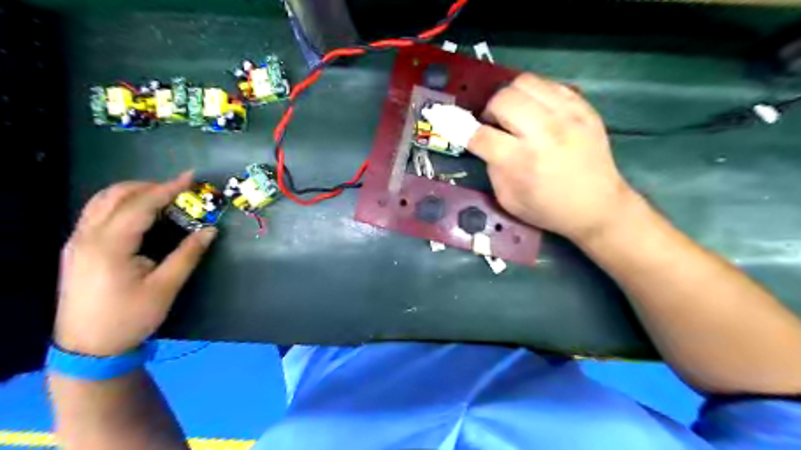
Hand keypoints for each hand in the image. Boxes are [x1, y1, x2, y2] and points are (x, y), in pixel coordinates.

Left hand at [55, 174, 217, 356]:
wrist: (88, 348)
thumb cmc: (130, 317)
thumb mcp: (165, 287)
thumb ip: (188, 255)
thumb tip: (210, 230)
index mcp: (109, 245)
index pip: (140, 205)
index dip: (168, 188)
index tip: (191, 177)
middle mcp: (87, 237)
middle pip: (116, 195)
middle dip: (150, 186)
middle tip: (179, 188)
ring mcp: (77, 242)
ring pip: (102, 201)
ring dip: (133, 192)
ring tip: (162, 196)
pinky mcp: (76, 249)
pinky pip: (96, 213)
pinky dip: (120, 203)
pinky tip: (139, 213)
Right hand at [472, 72, 631, 241]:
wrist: (598, 206)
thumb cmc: (548, 209)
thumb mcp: (508, 199)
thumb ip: (491, 167)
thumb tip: (483, 141)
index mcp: (521, 161)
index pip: (480, 134)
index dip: (462, 129)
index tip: (456, 127)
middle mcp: (543, 132)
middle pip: (501, 99)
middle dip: (489, 111)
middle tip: (495, 125)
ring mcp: (567, 115)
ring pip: (524, 82)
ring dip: (511, 97)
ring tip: (515, 115)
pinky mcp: (584, 108)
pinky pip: (549, 84)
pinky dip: (535, 95)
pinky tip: (537, 112)